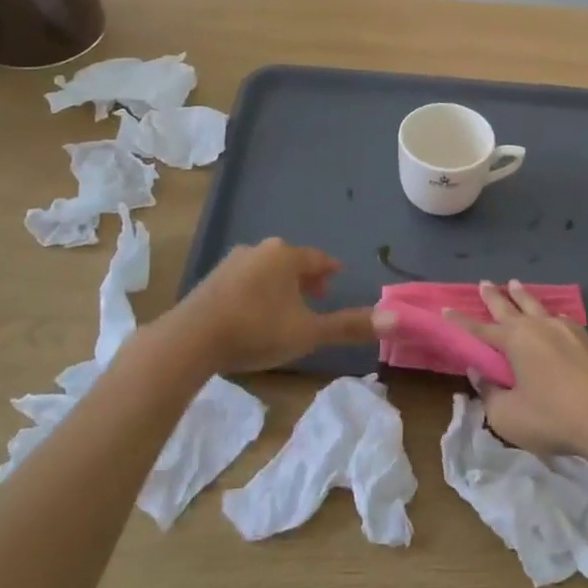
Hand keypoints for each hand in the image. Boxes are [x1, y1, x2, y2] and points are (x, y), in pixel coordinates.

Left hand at [170, 239, 372, 374]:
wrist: (192, 338)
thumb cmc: (257, 330)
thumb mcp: (308, 333)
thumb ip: (349, 326)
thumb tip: (396, 318)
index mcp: (287, 255)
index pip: (319, 258)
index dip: (330, 270)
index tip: (337, 278)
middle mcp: (261, 249)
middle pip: (292, 260)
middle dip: (306, 276)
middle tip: (318, 294)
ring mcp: (233, 262)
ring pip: (267, 268)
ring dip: (280, 283)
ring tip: (287, 306)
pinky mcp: (212, 279)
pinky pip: (246, 279)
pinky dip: (257, 290)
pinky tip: (254, 312)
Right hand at [415, 279, 587, 458]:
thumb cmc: (554, 418)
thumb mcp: (509, 416)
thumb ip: (490, 394)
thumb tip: (479, 374)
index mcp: (515, 341)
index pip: (480, 329)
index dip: (461, 321)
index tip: (446, 309)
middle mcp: (539, 327)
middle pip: (510, 306)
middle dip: (494, 296)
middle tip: (483, 282)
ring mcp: (567, 331)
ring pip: (538, 306)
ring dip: (523, 295)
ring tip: (515, 284)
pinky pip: (561, 319)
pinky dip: (550, 314)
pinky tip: (554, 317)